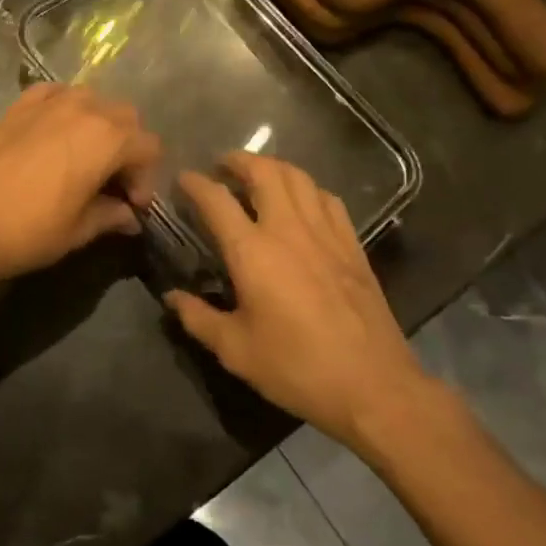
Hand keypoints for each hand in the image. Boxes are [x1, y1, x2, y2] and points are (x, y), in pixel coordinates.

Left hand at [0, 84, 161, 287]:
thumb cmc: (27, 230)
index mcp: (107, 138)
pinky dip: (65, 109)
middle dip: (127, 148)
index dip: (146, 178)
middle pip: (126, 117)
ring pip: (93, 100)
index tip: (130, 206)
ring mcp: (49, 101)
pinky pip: (56, 94)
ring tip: (84, 158)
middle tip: (112, 183)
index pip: (149, 147)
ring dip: (99, 125)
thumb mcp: (78, 230)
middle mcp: (84, 108)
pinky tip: (54, 135)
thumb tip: (129, 217)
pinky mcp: (19, 104)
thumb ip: (111, 216)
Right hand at [165, 153, 433, 446]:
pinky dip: (308, 188)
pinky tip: (303, 200)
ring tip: (259, 174)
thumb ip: (198, 319)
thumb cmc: (296, 367)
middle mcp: (288, 229)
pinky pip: (328, 199)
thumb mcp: (235, 351)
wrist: (372, 385)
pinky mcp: (352, 245)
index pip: (216, 200)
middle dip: (239, 160)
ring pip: (299, 178)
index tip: (183, 178)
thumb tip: (172, 298)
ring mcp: (325, 233)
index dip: (195, 183)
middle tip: (223, 165)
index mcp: (252, 252)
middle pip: (263, 172)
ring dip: (274, 167)